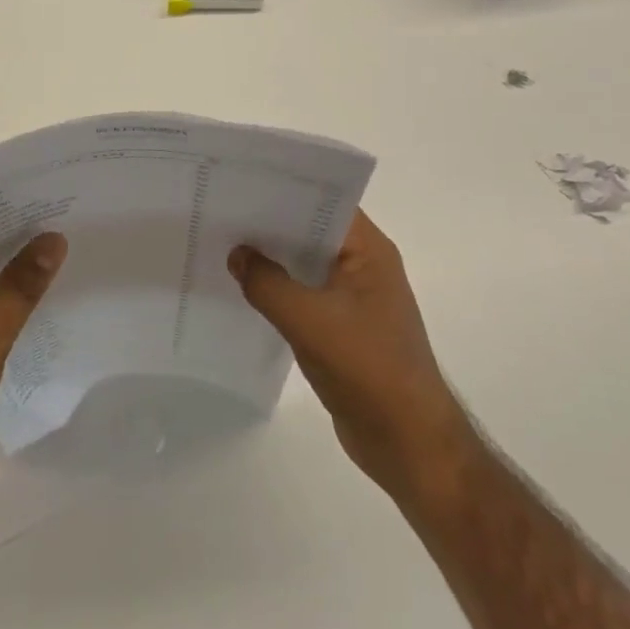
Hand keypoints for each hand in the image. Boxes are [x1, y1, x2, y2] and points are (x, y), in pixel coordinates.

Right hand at [230, 211, 473, 497]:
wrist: (409, 444)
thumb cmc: (367, 369)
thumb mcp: (309, 320)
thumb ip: (267, 283)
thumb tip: (237, 255)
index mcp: (369, 251)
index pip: (325, 201)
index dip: (284, 191)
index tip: (241, 184)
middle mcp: (364, 266)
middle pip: (311, 231)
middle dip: (269, 224)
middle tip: (221, 212)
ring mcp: (354, 299)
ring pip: (304, 265)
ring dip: (271, 260)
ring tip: (223, 245)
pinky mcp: (342, 327)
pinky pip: (303, 295)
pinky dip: (277, 290)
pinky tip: (242, 290)